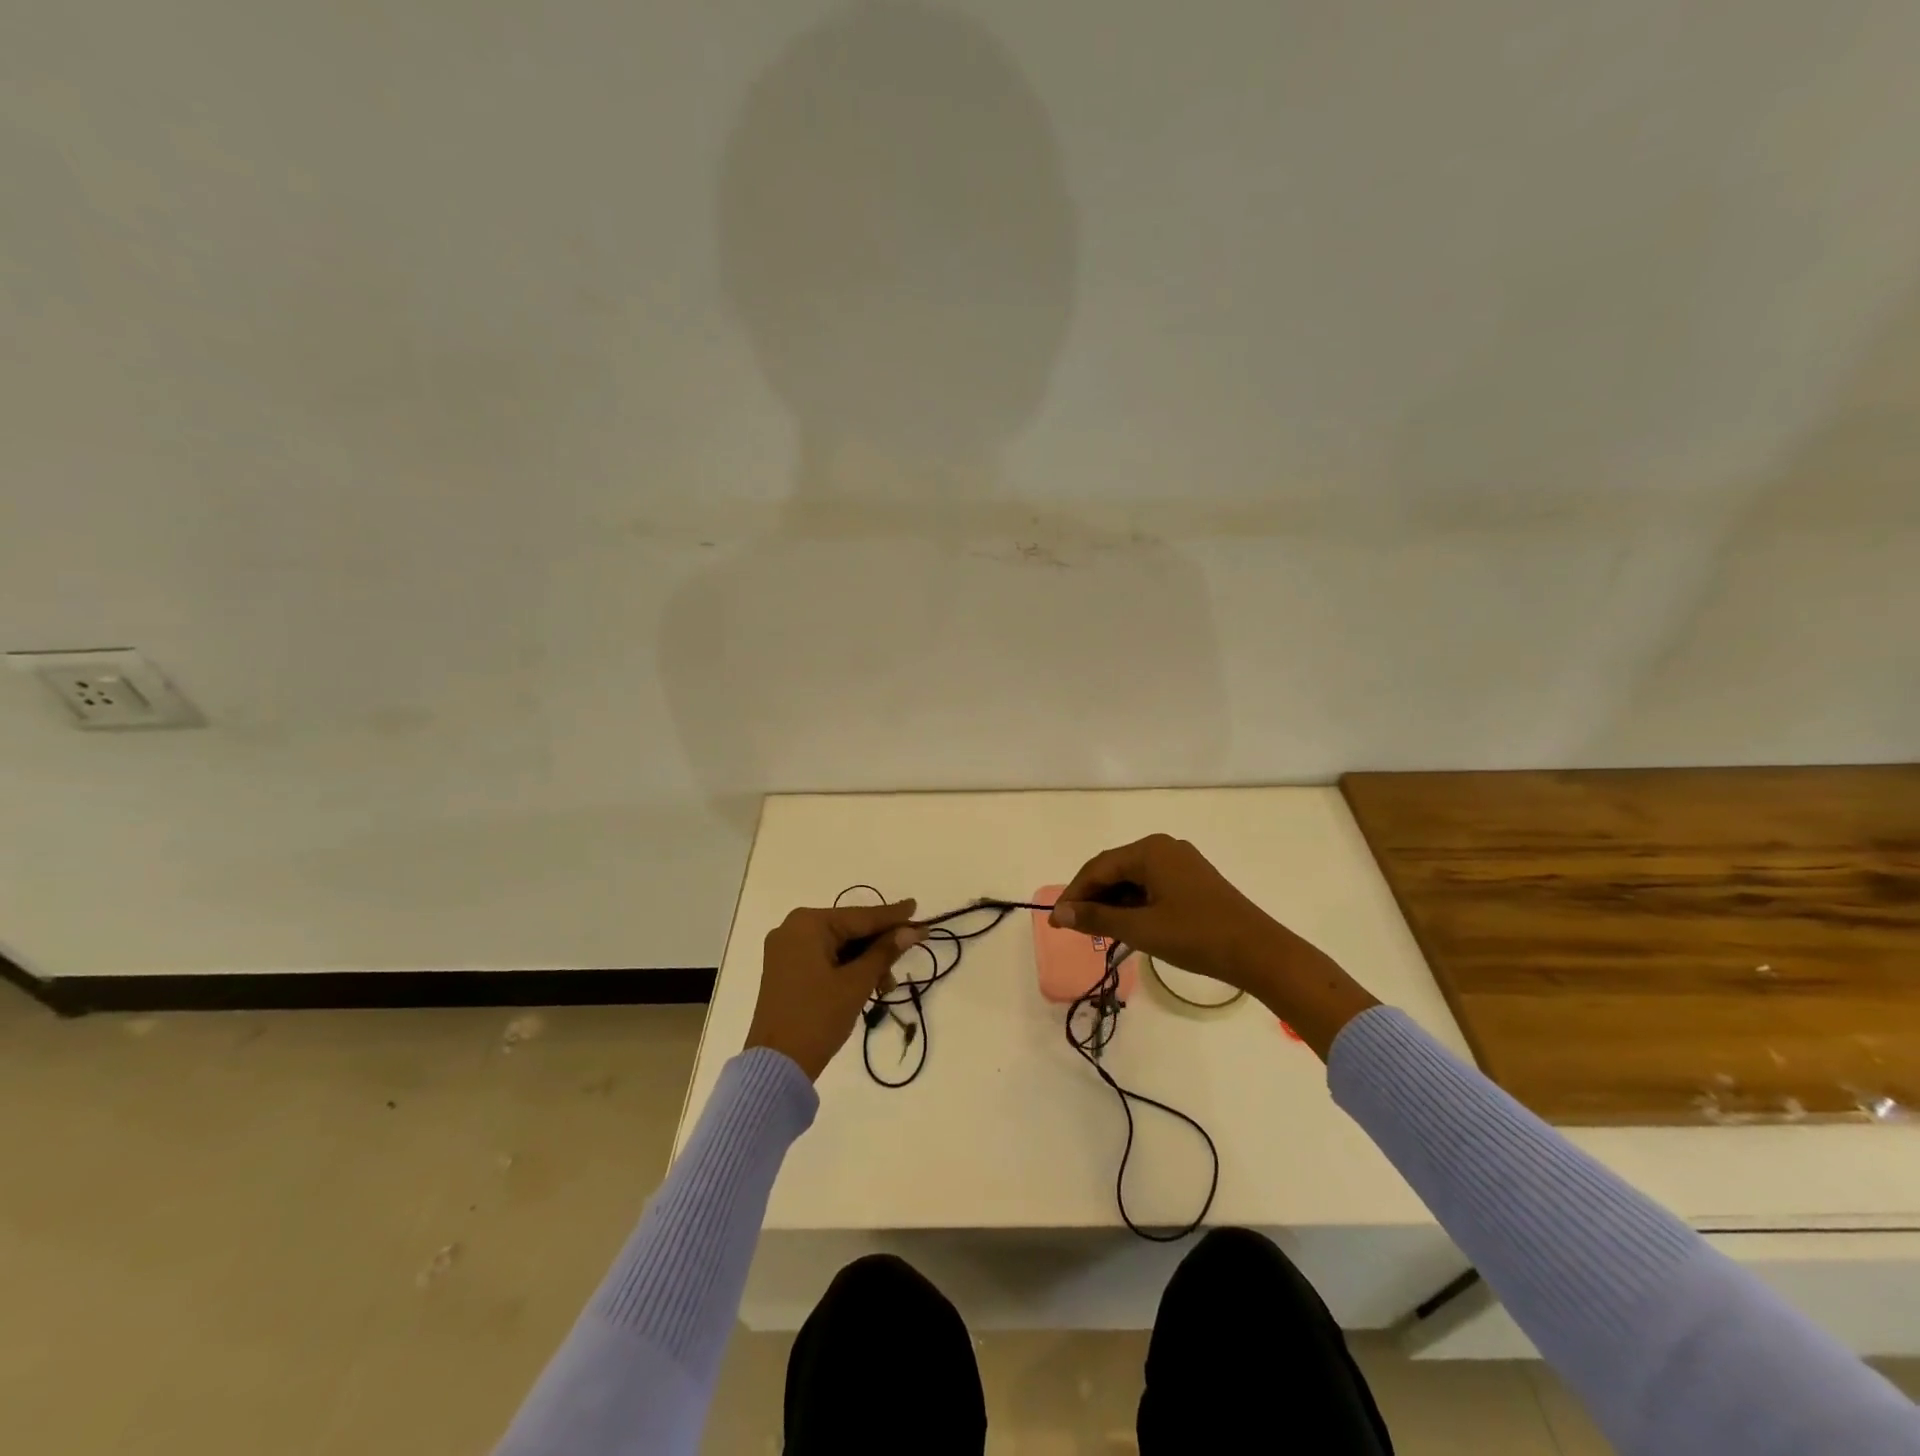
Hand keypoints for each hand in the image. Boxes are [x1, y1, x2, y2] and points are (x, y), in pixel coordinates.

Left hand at [746, 901, 926, 1080]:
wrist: (777, 1066)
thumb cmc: (818, 1017)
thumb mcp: (857, 983)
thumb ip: (885, 952)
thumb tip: (912, 930)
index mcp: (807, 924)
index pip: (860, 916)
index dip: (893, 915)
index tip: (917, 907)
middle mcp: (793, 929)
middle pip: (849, 930)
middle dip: (879, 947)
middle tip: (910, 953)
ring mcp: (786, 950)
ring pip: (839, 947)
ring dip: (865, 963)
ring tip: (886, 987)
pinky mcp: (785, 971)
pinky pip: (825, 959)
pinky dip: (847, 970)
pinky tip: (868, 987)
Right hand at [1049, 835, 1377, 1057]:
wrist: (1259, 952)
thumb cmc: (1196, 936)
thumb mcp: (1141, 929)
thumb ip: (1097, 918)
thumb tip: (1059, 914)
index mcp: (1150, 850)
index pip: (1098, 868)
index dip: (1074, 894)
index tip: (1056, 921)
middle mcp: (1163, 847)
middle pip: (1114, 869)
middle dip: (1091, 897)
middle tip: (1073, 927)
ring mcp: (1181, 862)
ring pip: (1133, 879)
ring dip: (1112, 903)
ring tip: (1097, 931)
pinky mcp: (1193, 880)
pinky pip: (1151, 885)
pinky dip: (1134, 904)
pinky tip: (1127, 925)